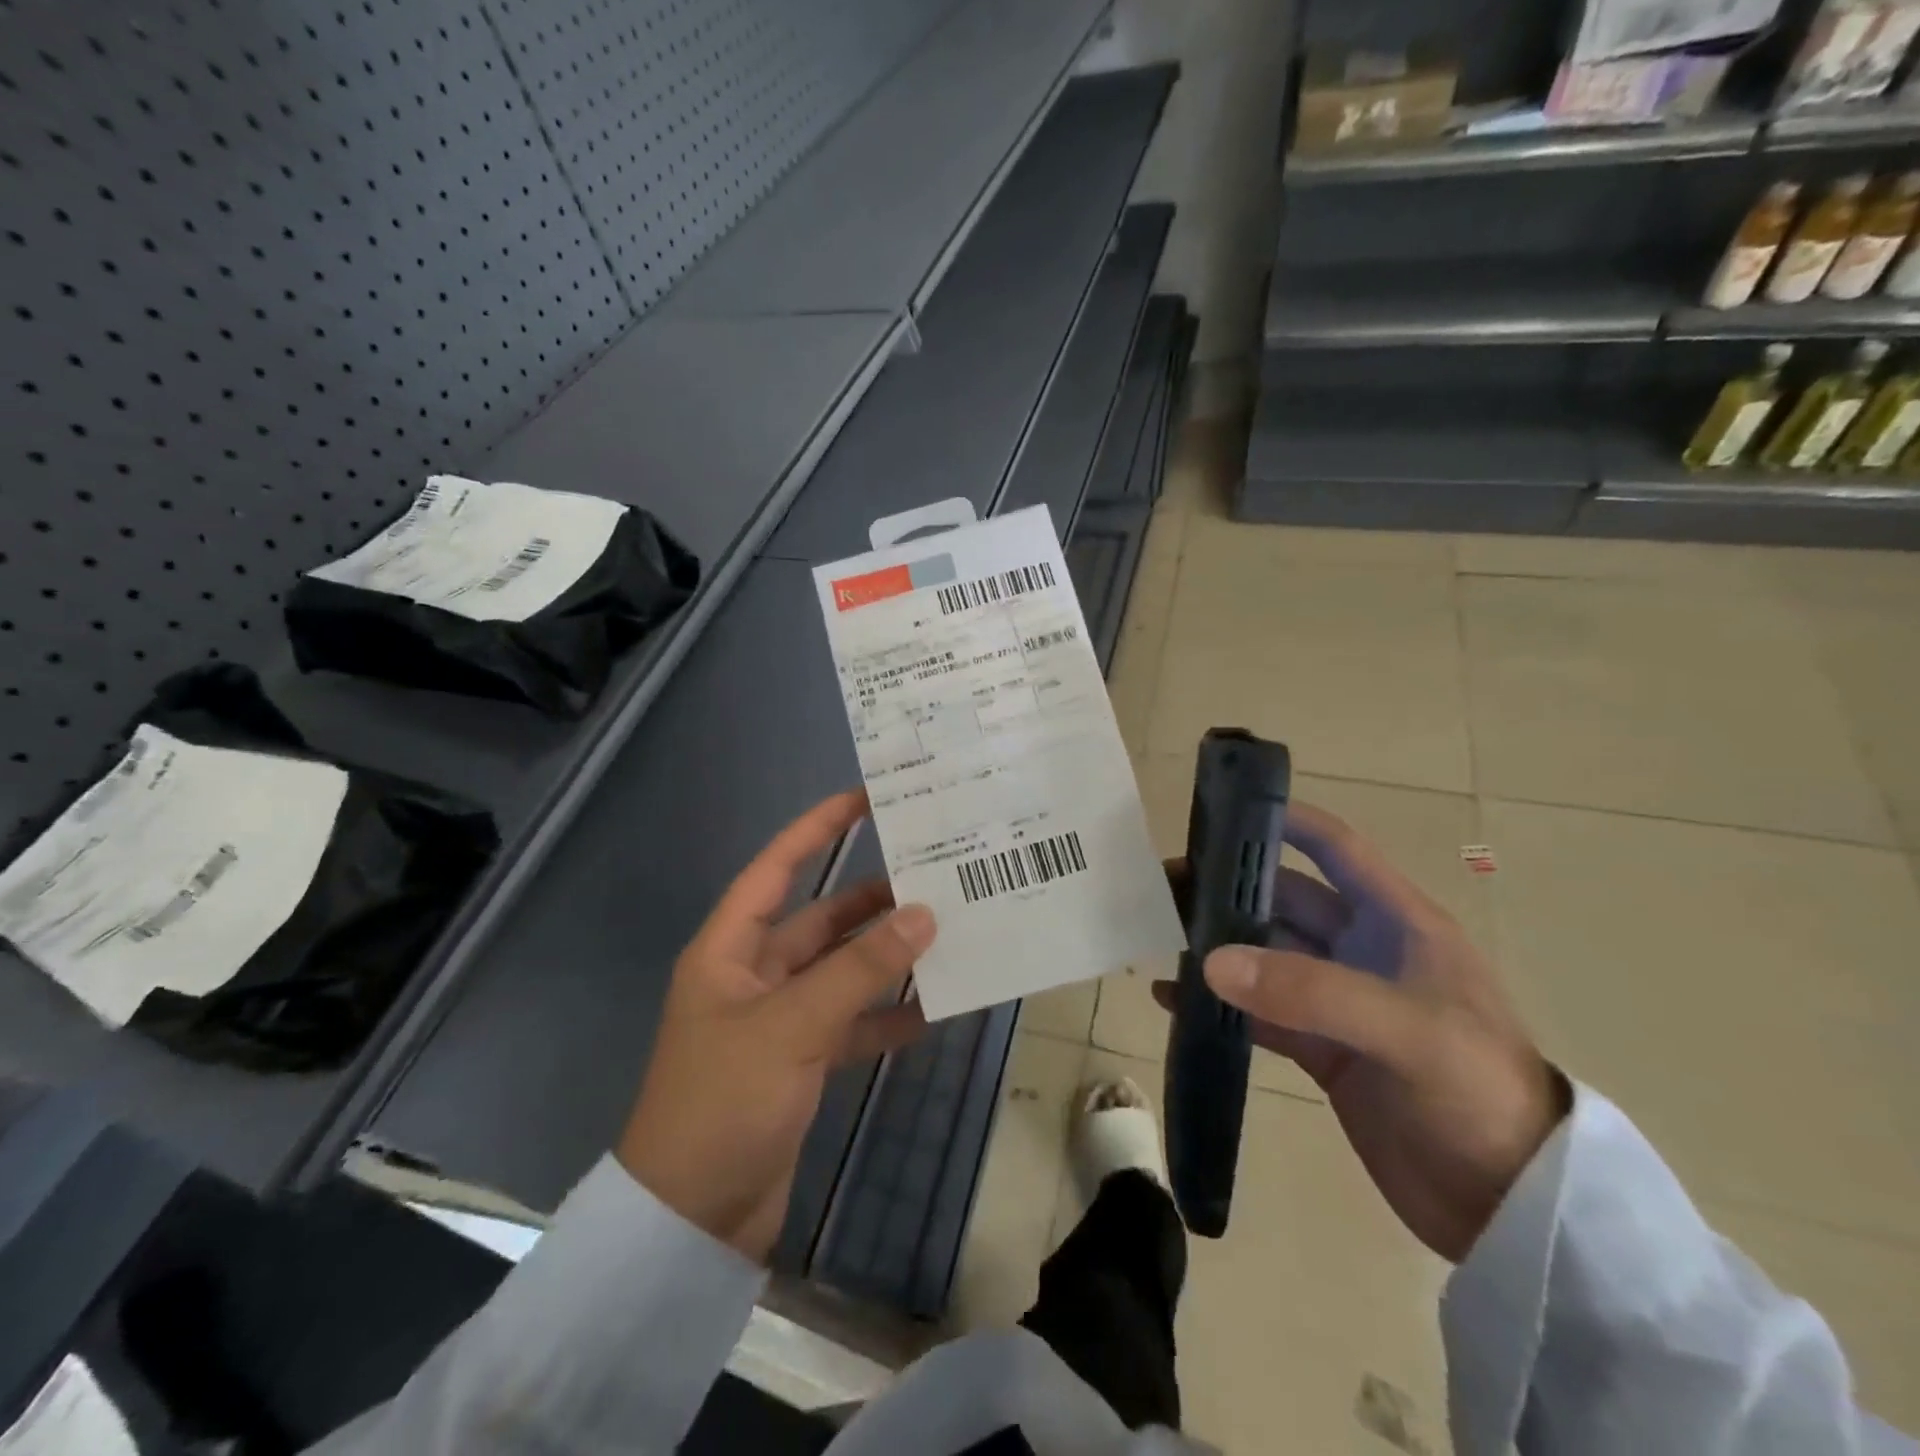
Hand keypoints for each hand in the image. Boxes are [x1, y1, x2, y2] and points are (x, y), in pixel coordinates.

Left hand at [617, 791, 933, 1262]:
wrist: (689, 1222)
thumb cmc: (723, 1102)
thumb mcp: (791, 1027)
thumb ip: (859, 971)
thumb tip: (922, 915)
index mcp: (730, 950)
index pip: (776, 868)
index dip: (815, 829)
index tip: (864, 799)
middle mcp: (755, 975)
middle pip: (820, 921)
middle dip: (872, 901)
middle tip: (933, 876)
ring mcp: (780, 1020)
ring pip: (842, 972)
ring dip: (886, 959)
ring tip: (946, 934)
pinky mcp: (801, 1062)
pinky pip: (851, 1023)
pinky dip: (886, 1017)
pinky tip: (932, 1010)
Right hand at [1155, 802, 1567, 1261]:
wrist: (1516, 1209)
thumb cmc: (1480, 1094)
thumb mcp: (1407, 1031)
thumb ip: (1310, 991)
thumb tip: (1212, 962)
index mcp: (1398, 923)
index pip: (1336, 849)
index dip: (1285, 821)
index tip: (1220, 813)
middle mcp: (1364, 951)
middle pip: (1284, 901)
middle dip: (1228, 889)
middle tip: (1161, 888)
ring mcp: (1340, 1002)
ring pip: (1265, 956)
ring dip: (1218, 946)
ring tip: (1158, 937)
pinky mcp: (1324, 1051)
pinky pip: (1260, 1015)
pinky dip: (1219, 1004)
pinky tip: (1172, 999)